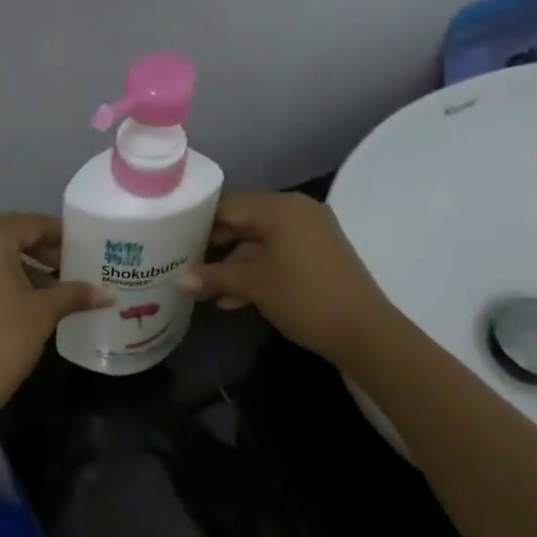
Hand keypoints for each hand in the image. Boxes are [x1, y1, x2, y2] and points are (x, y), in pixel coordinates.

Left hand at [0, 213, 107, 432]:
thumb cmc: (2, 342)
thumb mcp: (43, 314)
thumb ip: (74, 294)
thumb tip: (107, 294)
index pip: (30, 224)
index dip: (60, 235)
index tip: (84, 249)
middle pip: (7, 235)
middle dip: (40, 250)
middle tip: (70, 269)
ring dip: (19, 266)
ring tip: (50, 289)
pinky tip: (19, 302)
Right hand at [179, 193, 400, 365]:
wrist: (362, 330)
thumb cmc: (304, 297)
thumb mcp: (254, 286)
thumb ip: (214, 278)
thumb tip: (178, 281)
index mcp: (281, 208)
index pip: (229, 206)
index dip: (200, 224)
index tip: (174, 243)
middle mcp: (297, 212)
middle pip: (244, 223)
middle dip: (216, 249)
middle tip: (185, 268)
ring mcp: (310, 235)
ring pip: (260, 244)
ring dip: (234, 268)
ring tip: (207, 293)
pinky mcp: (317, 257)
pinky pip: (278, 257)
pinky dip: (257, 274)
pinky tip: (234, 300)